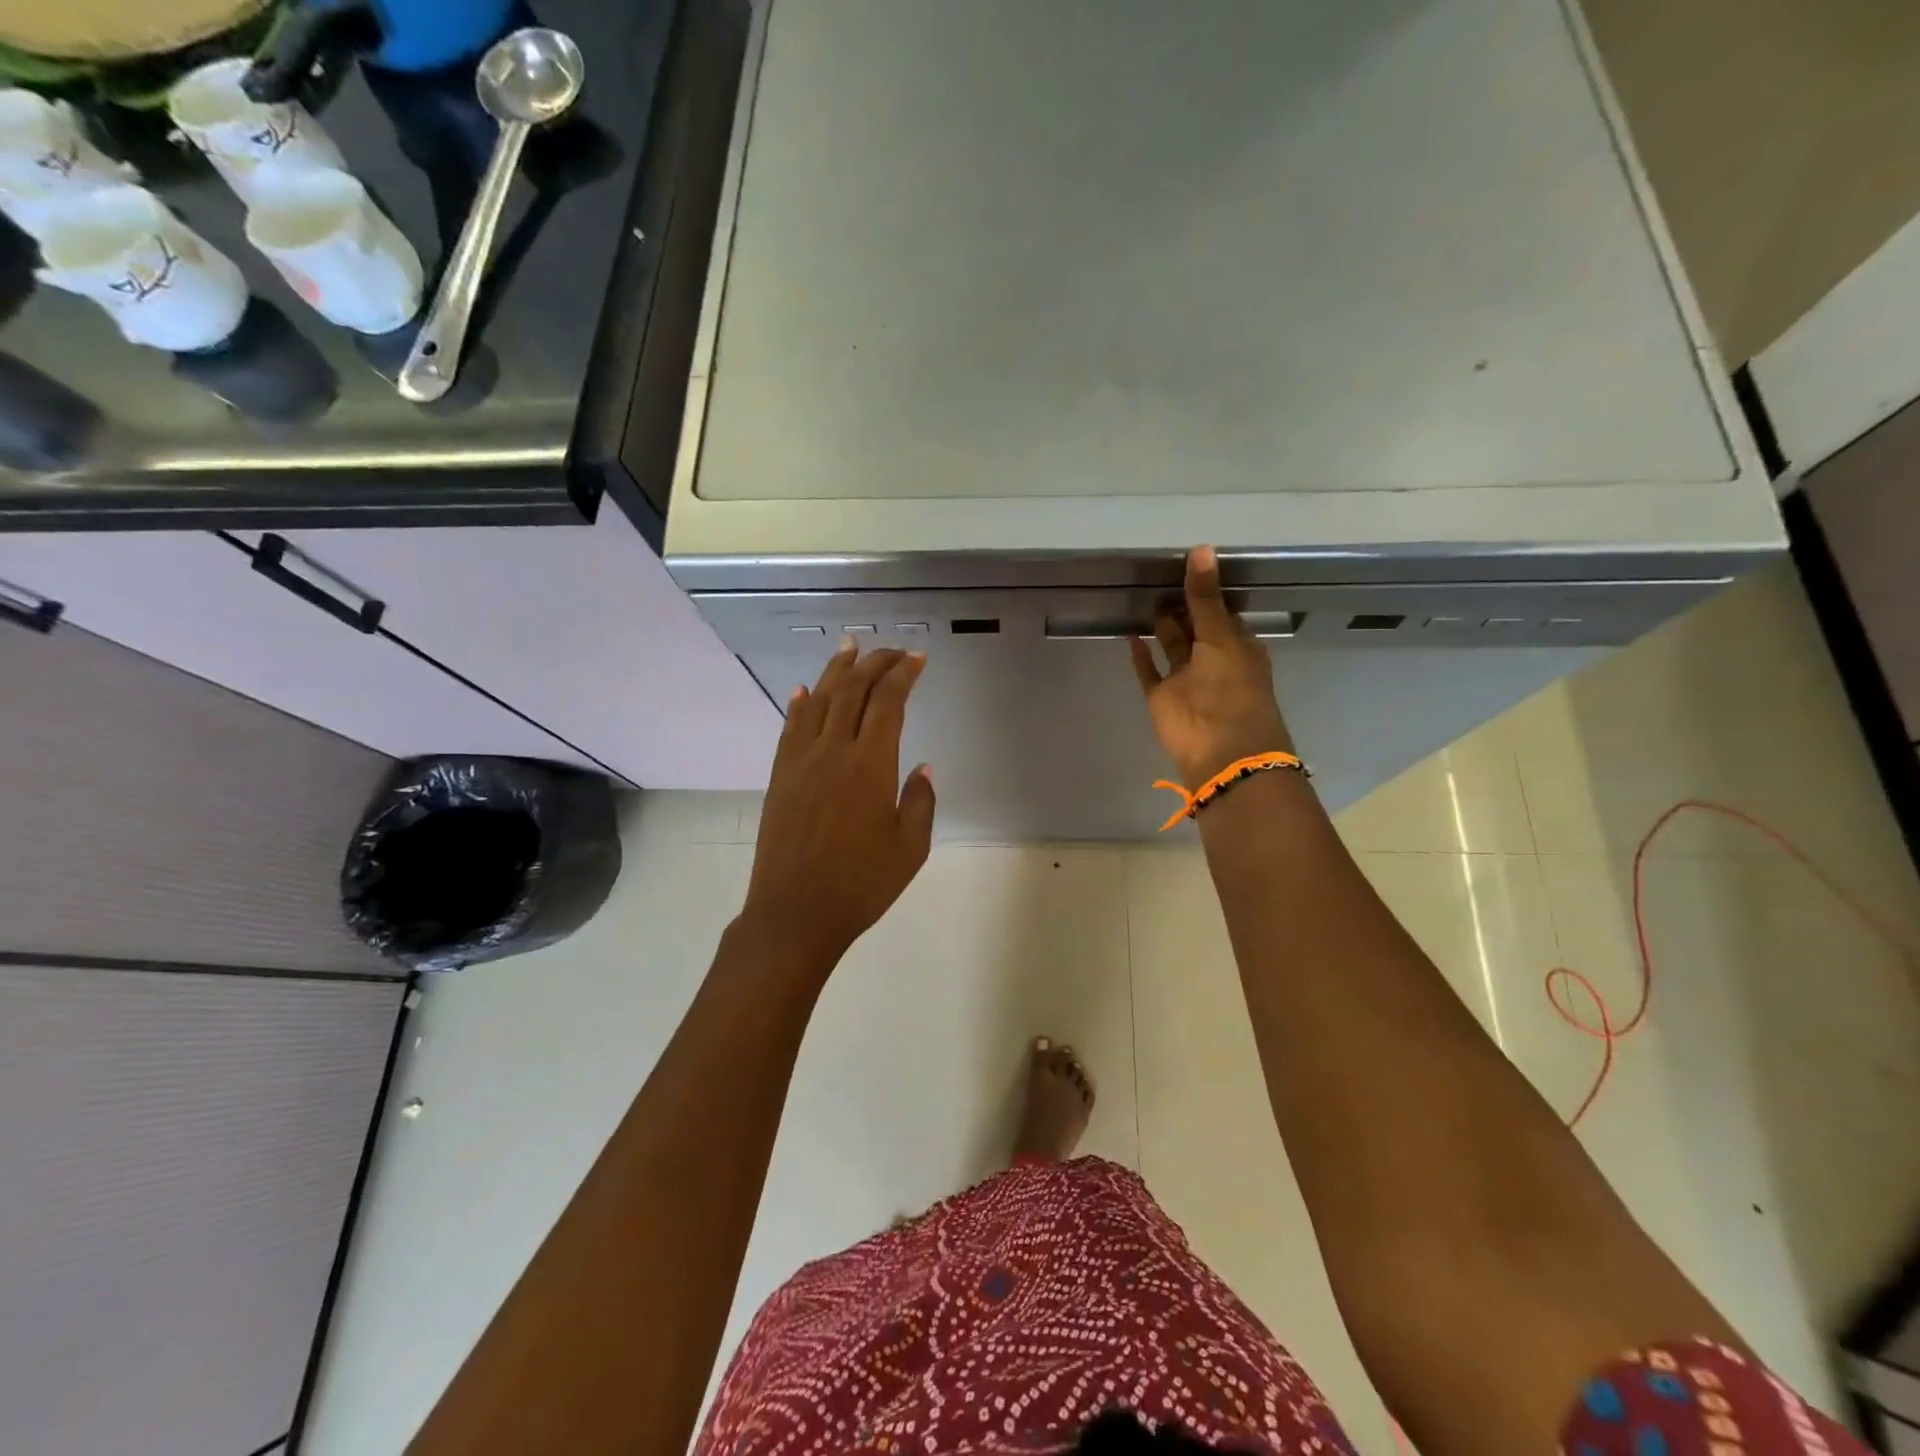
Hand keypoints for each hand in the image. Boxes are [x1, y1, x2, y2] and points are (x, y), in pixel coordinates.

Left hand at [740, 642, 937, 972]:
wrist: (795, 913)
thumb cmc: (861, 884)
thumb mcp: (910, 848)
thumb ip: (920, 801)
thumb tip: (922, 766)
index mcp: (871, 765)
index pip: (889, 702)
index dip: (904, 674)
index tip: (918, 659)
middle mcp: (834, 751)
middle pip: (853, 690)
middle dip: (874, 663)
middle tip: (891, 650)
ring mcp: (801, 761)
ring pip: (818, 699)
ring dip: (835, 670)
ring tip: (849, 647)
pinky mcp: (779, 775)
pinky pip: (789, 727)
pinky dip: (799, 703)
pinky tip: (803, 690)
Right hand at [1130, 546, 1294, 787]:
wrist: (1220, 748)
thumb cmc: (1231, 688)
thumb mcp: (1221, 636)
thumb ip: (1205, 596)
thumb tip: (1201, 549)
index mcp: (1237, 646)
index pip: (1221, 613)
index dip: (1207, 592)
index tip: (1189, 566)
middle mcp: (1212, 660)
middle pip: (1195, 628)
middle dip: (1182, 607)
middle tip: (1158, 576)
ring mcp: (1186, 680)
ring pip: (1172, 648)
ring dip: (1162, 627)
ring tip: (1143, 596)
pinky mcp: (1163, 697)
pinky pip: (1150, 672)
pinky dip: (1141, 656)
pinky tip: (1131, 635)